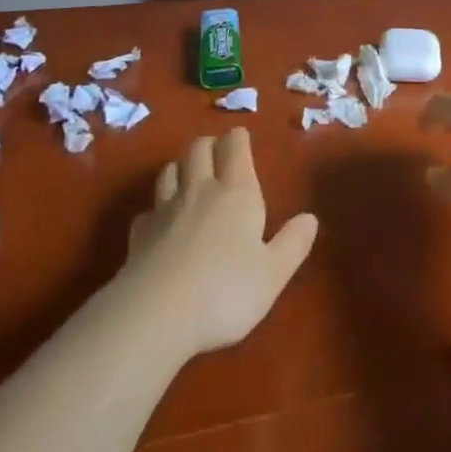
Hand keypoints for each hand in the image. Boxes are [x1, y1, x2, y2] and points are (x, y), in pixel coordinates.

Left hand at [121, 128, 318, 357]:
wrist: (157, 314)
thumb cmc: (226, 291)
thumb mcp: (273, 274)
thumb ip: (293, 243)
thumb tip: (311, 218)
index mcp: (237, 193)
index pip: (235, 147)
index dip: (238, 138)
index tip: (241, 137)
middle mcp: (200, 190)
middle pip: (198, 149)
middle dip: (209, 145)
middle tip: (217, 152)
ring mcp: (165, 209)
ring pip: (170, 171)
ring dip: (180, 167)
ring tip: (188, 176)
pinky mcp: (140, 234)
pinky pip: (148, 210)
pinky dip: (155, 209)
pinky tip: (159, 221)